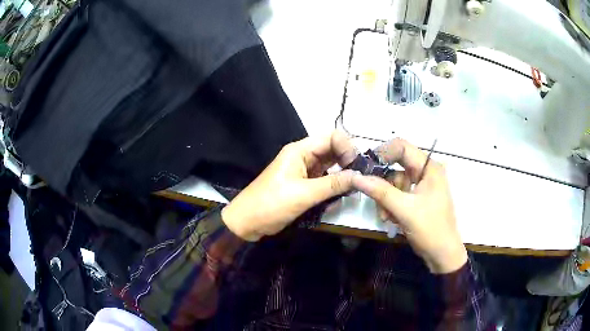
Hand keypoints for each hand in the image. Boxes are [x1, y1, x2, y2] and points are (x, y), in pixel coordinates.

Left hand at [222, 131, 356, 241]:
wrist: (247, 222)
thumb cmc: (271, 204)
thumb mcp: (304, 194)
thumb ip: (333, 184)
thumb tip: (360, 176)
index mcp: (300, 150)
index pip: (332, 137)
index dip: (347, 147)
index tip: (356, 166)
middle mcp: (303, 156)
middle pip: (333, 149)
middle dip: (348, 160)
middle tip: (360, 177)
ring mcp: (304, 170)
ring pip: (331, 165)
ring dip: (343, 173)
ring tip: (354, 186)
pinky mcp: (304, 184)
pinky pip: (325, 179)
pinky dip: (334, 184)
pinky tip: (342, 193)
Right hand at [352, 139, 466, 273]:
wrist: (442, 254)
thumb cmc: (430, 229)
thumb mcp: (404, 210)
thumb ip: (380, 191)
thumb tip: (356, 177)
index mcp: (429, 168)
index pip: (402, 147)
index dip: (383, 154)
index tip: (366, 169)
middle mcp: (426, 172)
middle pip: (397, 166)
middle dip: (384, 183)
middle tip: (373, 196)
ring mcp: (422, 185)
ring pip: (394, 182)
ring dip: (386, 198)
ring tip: (386, 217)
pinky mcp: (417, 198)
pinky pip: (398, 194)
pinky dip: (391, 205)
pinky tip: (391, 219)